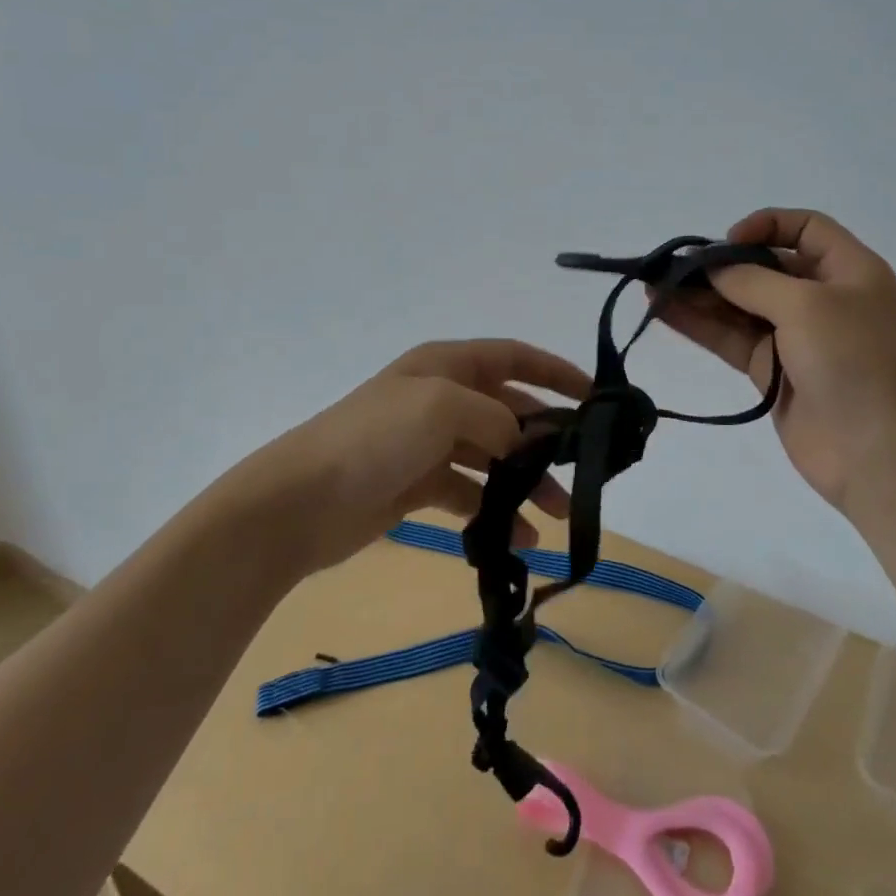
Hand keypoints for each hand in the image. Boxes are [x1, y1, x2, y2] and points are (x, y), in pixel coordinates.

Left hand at [237, 339, 591, 572]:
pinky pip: (470, 493)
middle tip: (582, 473)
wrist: (299, 501)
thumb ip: (495, 417)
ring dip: (526, 483)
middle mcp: (442, 398)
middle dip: (547, 440)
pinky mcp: (418, 485)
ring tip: (557, 517)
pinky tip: (516, 539)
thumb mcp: (442, 407)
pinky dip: (494, 511)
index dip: (556, 372)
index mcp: (447, 365)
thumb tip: (519, 441)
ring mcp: (429, 443)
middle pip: (510, 411)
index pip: (515, 357)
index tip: (596, 397)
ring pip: (494, 457)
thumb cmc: (375, 438)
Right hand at [658, 208, 895, 512]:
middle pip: (765, 267)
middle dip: (720, 265)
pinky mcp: (772, 372)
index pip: (806, 228)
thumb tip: (711, 269)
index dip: (766, 225)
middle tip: (672, 267)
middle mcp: (822, 298)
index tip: (726, 242)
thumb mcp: (806, 305)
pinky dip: (699, 325)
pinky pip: (731, 339)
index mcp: (849, 270)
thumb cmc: (854, 361)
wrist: (878, 455)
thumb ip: (752, 280)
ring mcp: (796, 337)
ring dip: (700, 295)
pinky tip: (664, 312)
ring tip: (653, 287)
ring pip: (741, 305)